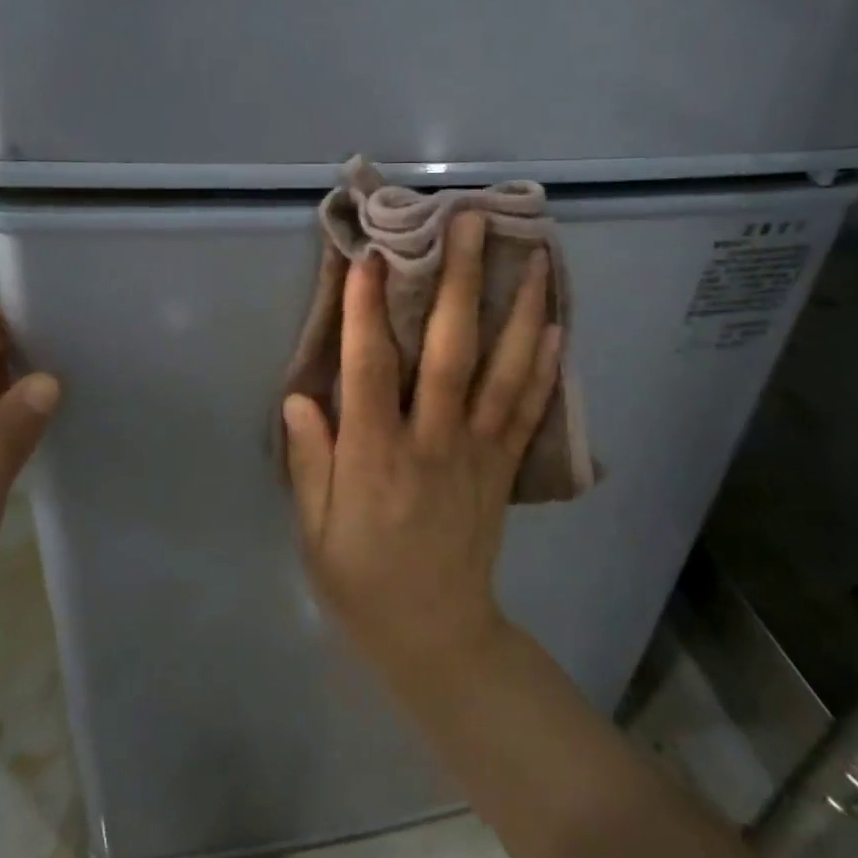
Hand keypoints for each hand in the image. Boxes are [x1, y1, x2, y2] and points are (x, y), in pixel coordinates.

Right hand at [283, 213, 561, 691]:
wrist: (436, 634)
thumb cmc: (361, 580)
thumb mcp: (314, 530)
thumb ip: (309, 460)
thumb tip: (300, 396)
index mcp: (375, 458)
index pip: (369, 369)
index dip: (367, 310)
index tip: (371, 255)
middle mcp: (432, 443)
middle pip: (449, 352)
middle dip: (458, 282)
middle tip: (470, 223)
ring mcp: (477, 453)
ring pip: (503, 371)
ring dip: (519, 310)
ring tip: (534, 257)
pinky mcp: (503, 468)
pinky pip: (528, 409)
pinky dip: (544, 364)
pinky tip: (556, 323)